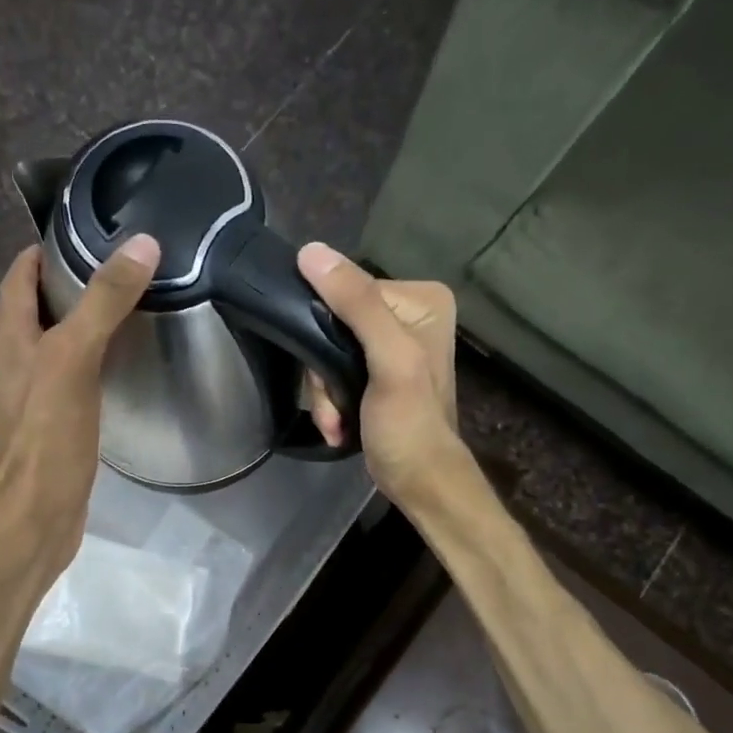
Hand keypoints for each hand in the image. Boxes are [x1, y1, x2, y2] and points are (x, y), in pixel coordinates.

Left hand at [0, 235, 159, 575]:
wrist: (38, 513)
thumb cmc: (47, 433)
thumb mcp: (74, 357)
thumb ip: (103, 301)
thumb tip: (141, 244)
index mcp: (12, 339)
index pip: (17, 277)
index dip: (42, 250)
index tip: (84, 229)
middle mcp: (19, 362)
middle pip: (37, 308)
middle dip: (68, 282)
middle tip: (118, 265)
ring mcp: (38, 395)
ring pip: (58, 344)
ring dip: (83, 322)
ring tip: (127, 304)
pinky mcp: (58, 424)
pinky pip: (75, 378)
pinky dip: (95, 361)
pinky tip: (124, 364)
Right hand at [296, 242, 462, 508]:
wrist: (419, 481)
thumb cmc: (409, 424)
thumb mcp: (388, 359)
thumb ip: (356, 304)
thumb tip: (310, 251)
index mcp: (421, 299)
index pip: (348, 293)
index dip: (326, 333)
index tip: (326, 378)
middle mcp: (409, 313)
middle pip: (335, 324)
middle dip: (324, 374)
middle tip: (333, 408)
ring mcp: (391, 344)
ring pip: (329, 351)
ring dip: (325, 394)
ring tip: (336, 422)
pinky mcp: (377, 372)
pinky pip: (336, 371)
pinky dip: (332, 401)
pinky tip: (339, 425)